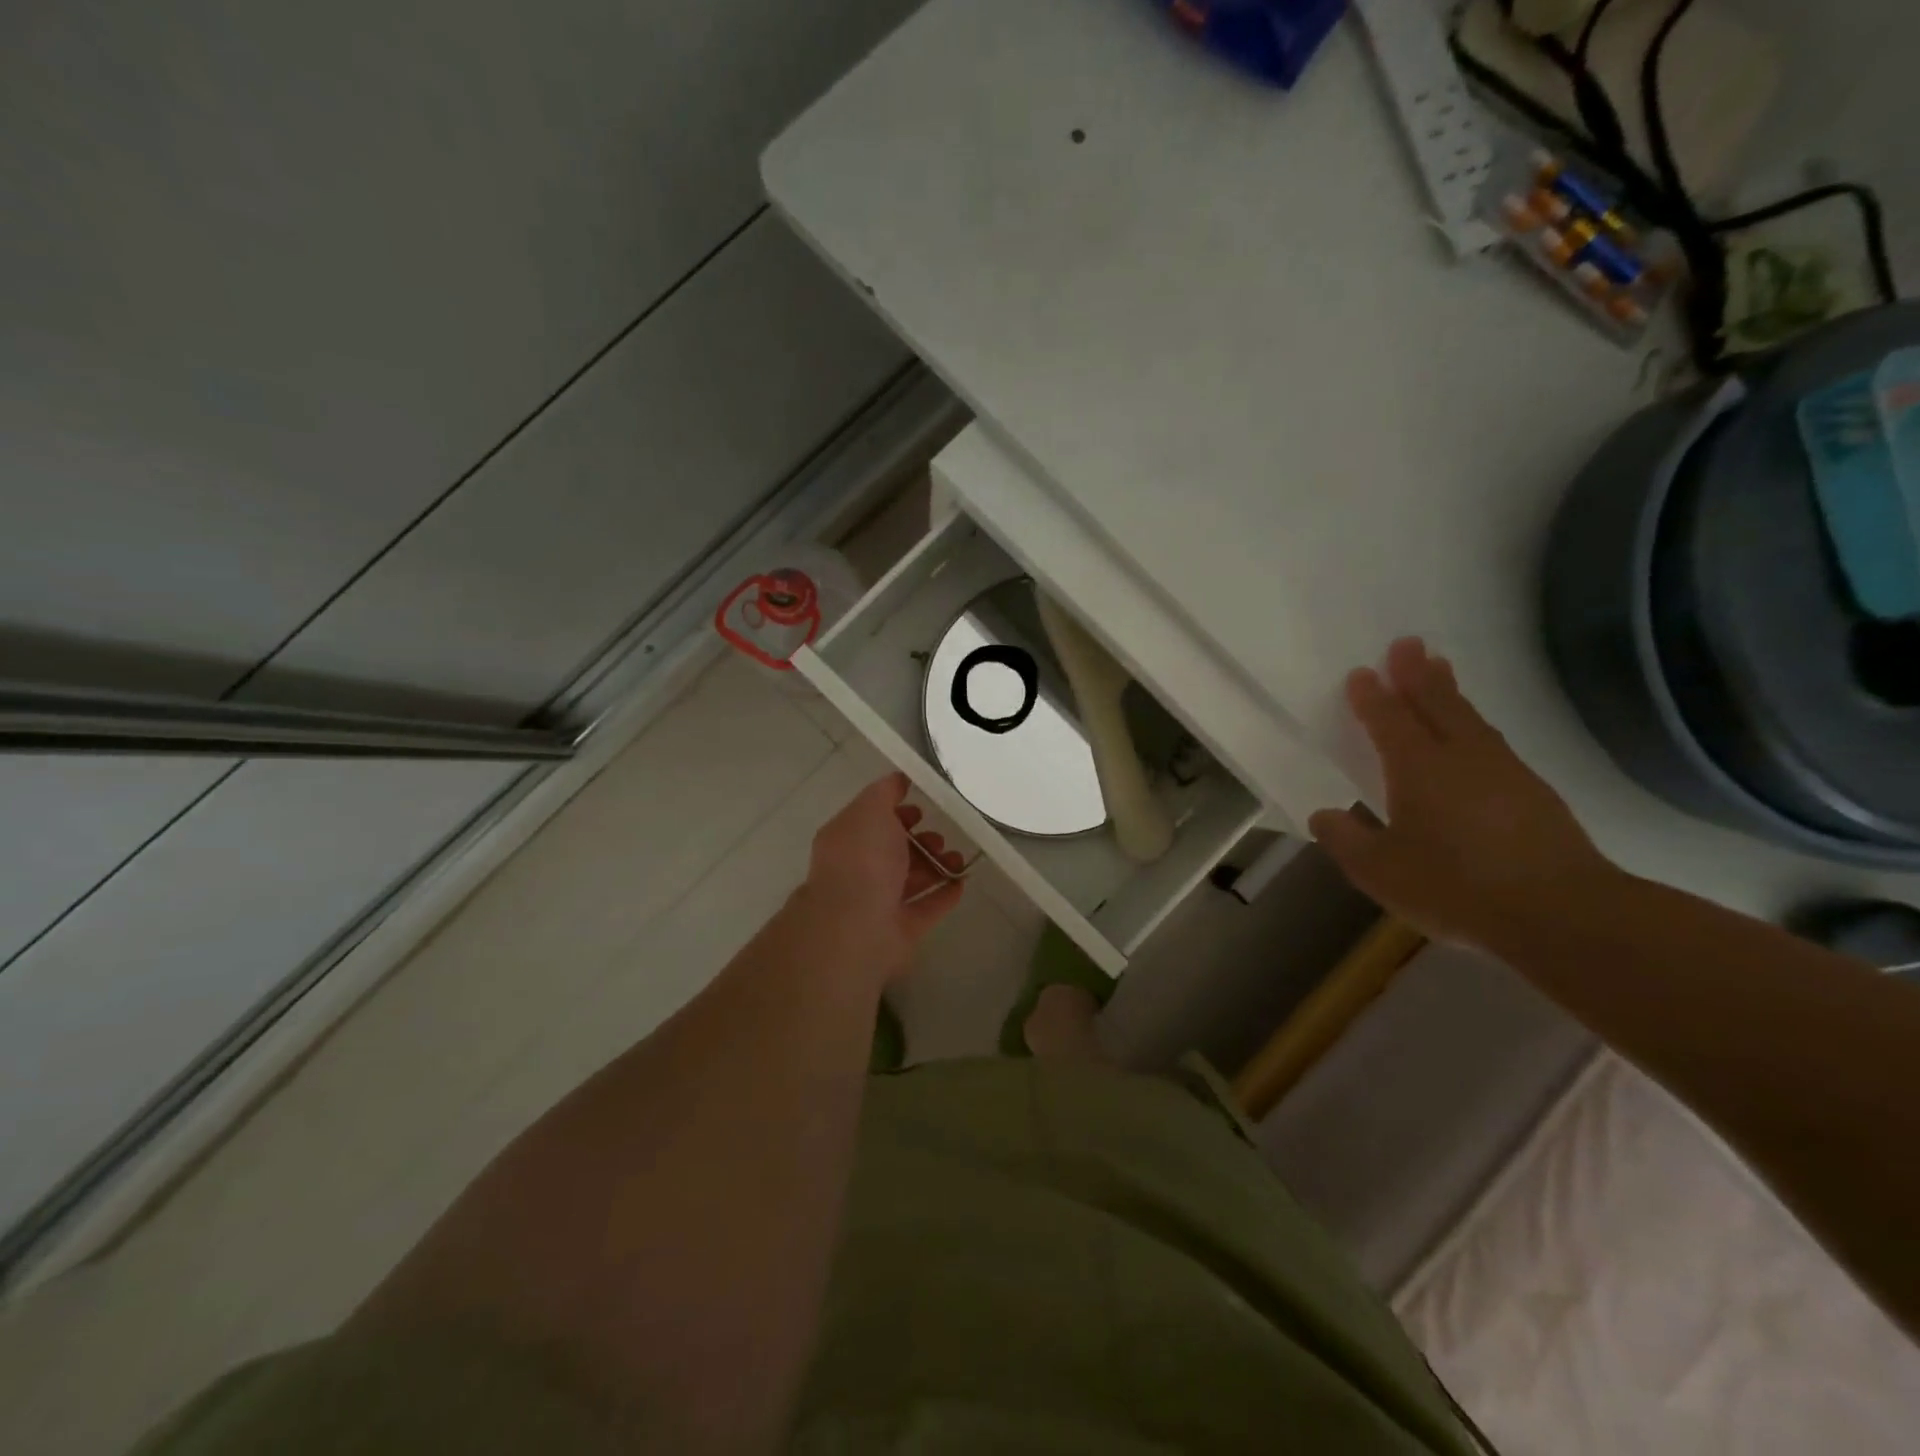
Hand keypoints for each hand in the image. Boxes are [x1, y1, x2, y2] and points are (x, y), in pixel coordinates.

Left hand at [797, 773, 966, 979]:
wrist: (858, 926)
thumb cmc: (863, 860)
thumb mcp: (870, 810)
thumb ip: (885, 792)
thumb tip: (898, 779)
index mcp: (846, 842)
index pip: (871, 822)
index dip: (896, 812)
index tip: (920, 808)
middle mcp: (860, 872)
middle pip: (893, 852)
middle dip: (920, 840)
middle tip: (940, 837)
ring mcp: (879, 904)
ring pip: (911, 879)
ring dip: (936, 866)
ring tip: (957, 858)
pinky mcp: (901, 930)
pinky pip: (927, 908)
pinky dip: (944, 895)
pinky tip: (963, 882)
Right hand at [1308, 638, 1618, 951]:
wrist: (1561, 913)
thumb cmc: (1455, 886)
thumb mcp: (1379, 871)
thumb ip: (1345, 840)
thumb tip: (1323, 815)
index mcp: (1418, 769)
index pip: (1389, 721)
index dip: (1372, 697)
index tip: (1361, 672)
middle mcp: (1461, 757)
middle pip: (1436, 704)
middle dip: (1417, 673)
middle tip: (1406, 643)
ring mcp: (1504, 772)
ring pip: (1470, 719)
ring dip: (1450, 691)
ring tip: (1440, 670)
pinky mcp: (1534, 793)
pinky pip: (1494, 742)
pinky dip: (1475, 724)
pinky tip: (1476, 735)